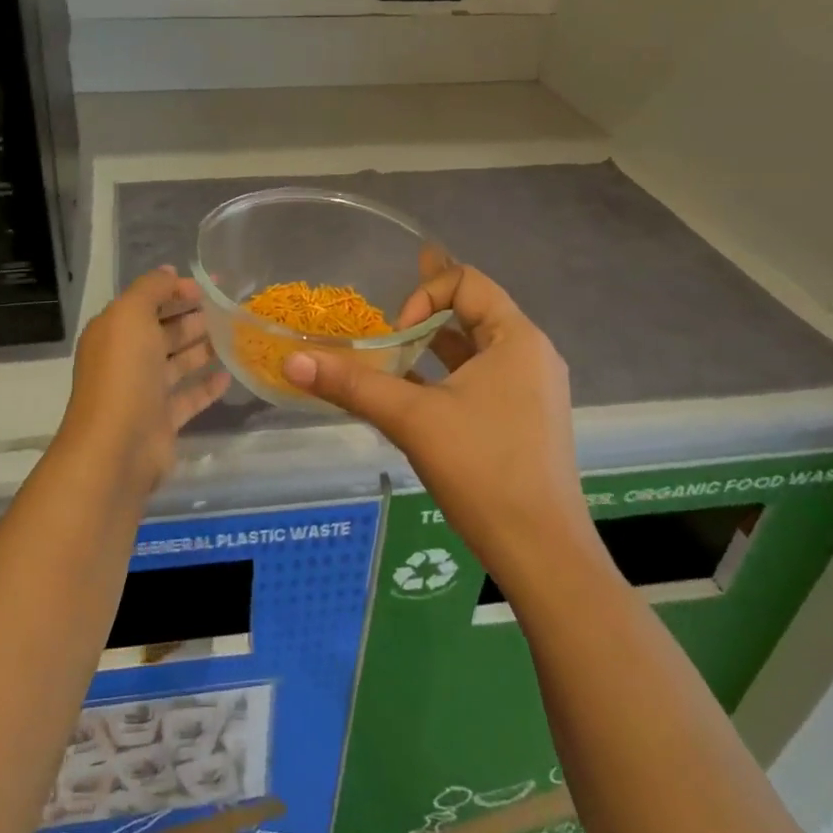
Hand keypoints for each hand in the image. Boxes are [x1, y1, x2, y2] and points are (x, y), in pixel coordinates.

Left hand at [57, 266, 230, 502]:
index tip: (209, 287)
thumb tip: (170, 272)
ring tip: (235, 336)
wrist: (117, 446)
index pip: (146, 302)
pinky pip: (188, 397)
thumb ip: (151, 289)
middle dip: (192, 318)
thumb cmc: (123, 373)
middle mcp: (127, 359)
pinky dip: (207, 386)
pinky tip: (230, 375)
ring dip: (203, 349)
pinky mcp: (162, 421)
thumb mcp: (131, 315)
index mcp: (114, 331)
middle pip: (163, 332)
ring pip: (177, 363)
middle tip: (228, 310)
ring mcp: (144, 392)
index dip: (175, 291)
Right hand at [281, 263, 598, 584]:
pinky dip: (445, 377)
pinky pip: (480, 381)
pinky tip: (410, 395)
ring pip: (474, 350)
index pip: (467, 282)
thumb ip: (352, 385)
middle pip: (473, 311)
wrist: (540, 551)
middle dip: (425, 312)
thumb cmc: (482, 469)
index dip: (424, 294)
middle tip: (384, 322)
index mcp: (517, 338)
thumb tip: (292, 361)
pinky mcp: (524, 421)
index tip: (397, 334)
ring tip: (391, 352)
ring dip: (433, 347)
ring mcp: (531, 390)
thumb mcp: (412, 419)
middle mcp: (531, 355)